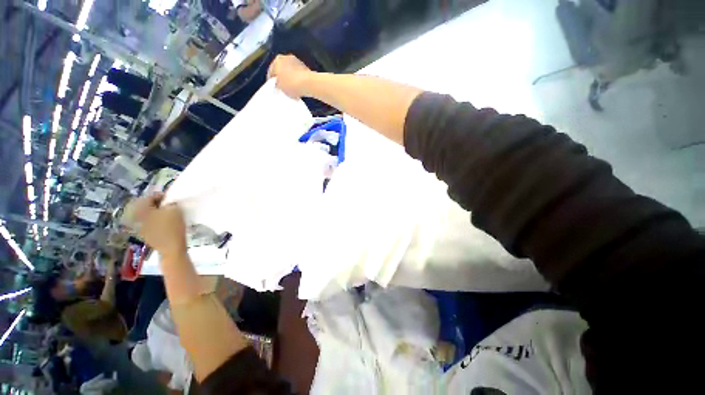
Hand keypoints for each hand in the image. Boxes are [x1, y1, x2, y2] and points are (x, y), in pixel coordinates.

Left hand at [134, 193, 187, 261]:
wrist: (171, 247)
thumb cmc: (173, 227)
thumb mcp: (175, 210)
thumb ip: (170, 203)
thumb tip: (168, 202)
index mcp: (142, 210)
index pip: (148, 198)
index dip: (160, 196)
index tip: (170, 197)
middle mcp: (137, 218)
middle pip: (146, 207)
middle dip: (157, 205)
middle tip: (168, 205)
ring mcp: (140, 228)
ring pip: (147, 216)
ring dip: (156, 213)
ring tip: (167, 214)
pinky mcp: (146, 235)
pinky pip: (150, 224)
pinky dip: (156, 221)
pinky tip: (165, 224)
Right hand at [267, 54, 313, 98]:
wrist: (309, 84)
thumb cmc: (291, 84)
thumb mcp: (280, 87)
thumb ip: (277, 85)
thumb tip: (278, 85)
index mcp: (277, 60)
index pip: (271, 71)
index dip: (271, 81)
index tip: (273, 87)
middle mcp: (287, 57)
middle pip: (281, 70)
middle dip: (282, 78)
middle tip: (282, 88)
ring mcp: (297, 62)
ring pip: (291, 72)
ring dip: (290, 79)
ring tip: (291, 90)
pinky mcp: (306, 68)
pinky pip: (299, 75)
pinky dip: (298, 81)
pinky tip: (299, 89)